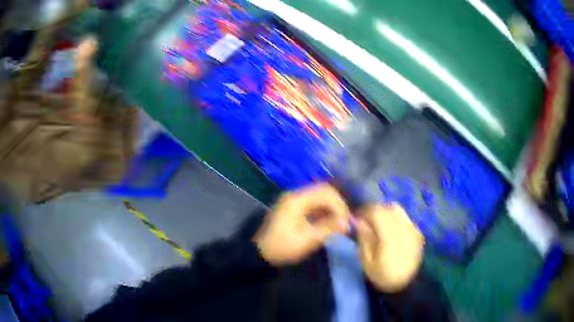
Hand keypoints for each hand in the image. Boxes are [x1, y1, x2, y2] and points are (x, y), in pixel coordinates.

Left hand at [254, 184, 350, 265]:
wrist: (260, 252)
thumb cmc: (282, 247)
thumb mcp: (307, 240)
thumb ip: (328, 228)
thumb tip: (347, 223)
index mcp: (297, 200)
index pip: (326, 192)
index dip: (340, 205)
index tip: (346, 222)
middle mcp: (295, 195)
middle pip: (323, 191)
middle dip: (337, 205)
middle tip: (344, 221)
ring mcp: (293, 200)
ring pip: (319, 197)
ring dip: (331, 208)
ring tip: (338, 224)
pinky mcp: (293, 207)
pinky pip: (313, 204)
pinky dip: (323, 211)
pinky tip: (328, 223)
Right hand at [356, 204, 423, 291]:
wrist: (408, 285)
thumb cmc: (384, 277)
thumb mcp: (367, 262)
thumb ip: (364, 239)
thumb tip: (360, 221)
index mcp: (391, 236)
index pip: (377, 212)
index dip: (365, 211)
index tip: (357, 217)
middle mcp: (404, 228)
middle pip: (389, 207)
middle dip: (375, 210)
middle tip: (366, 220)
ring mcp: (413, 229)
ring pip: (398, 210)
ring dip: (386, 213)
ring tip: (378, 224)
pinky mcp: (418, 233)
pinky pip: (405, 218)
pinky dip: (395, 219)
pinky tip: (391, 231)